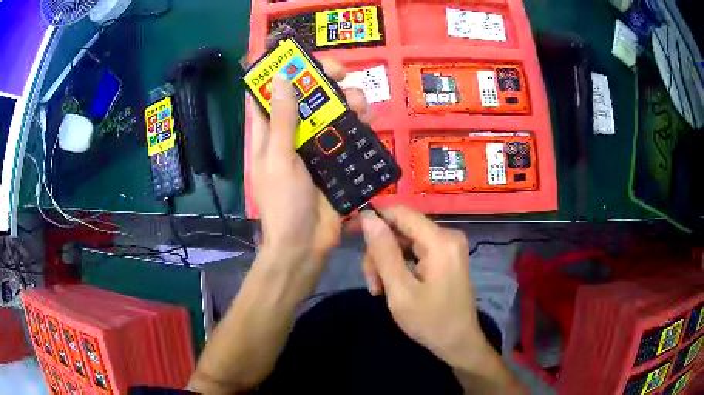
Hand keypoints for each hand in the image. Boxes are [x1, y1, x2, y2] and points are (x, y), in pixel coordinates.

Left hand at [250, 58, 373, 264]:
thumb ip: (282, 120)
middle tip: (344, 74)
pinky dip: (360, 123)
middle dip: (326, 80)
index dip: (288, 71)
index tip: (308, 60)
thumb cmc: (284, 203)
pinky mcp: (336, 159)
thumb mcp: (279, 159)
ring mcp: (315, 145)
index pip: (274, 91)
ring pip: (333, 111)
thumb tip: (281, 77)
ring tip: (361, 106)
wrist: (305, 245)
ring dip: (348, 100)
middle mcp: (292, 133)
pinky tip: (371, 121)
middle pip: (309, 95)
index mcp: (269, 131)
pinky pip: (349, 134)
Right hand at [360, 206, 487, 366]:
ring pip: (405, 240)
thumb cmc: (429, 321)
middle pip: (402, 228)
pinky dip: (399, 264)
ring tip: (379, 289)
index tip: (351, 231)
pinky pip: (415, 250)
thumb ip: (383, 252)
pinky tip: (391, 285)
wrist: (458, 342)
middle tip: (370, 281)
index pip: (401, 212)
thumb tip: (368, 217)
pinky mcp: (446, 255)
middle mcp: (447, 236)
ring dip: (387, 260)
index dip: (374, 216)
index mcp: (440, 241)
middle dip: (380, 250)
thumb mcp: (400, 291)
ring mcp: (448, 245)